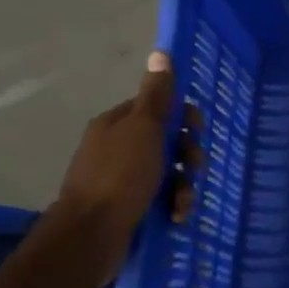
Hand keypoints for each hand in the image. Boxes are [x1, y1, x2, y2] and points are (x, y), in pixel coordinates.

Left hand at [54, 52, 202, 285]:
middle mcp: (116, 148)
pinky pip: (159, 198)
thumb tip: (161, 52)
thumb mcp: (144, 129)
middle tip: (194, 169)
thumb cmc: (121, 176)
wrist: (91, 234)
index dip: (182, 117)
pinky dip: (172, 205)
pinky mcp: (126, 207)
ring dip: (183, 186)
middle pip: (166, 142)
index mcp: (117, 124)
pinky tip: (177, 216)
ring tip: (184, 202)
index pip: (157, 109)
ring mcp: (120, 180)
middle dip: (187, 155)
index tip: (196, 131)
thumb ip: (157, 95)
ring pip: (166, 173)